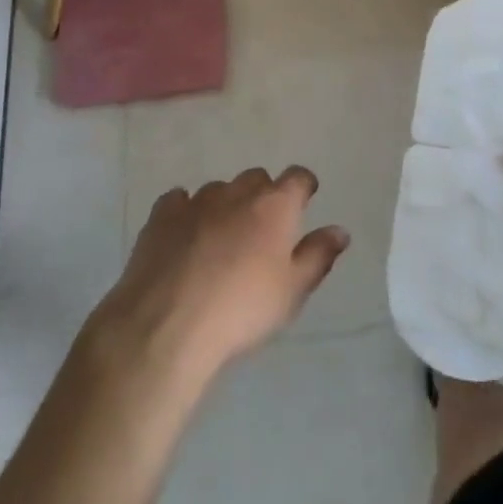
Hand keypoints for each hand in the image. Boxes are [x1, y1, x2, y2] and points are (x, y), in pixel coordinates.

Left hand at [86, 167, 350, 386]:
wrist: (168, 325)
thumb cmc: (242, 310)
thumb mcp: (292, 292)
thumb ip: (318, 256)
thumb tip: (340, 230)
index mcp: (274, 206)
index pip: (297, 177)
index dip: (303, 186)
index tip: (305, 200)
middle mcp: (237, 192)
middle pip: (257, 179)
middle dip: (263, 196)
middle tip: (262, 229)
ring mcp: (197, 200)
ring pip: (219, 189)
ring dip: (225, 205)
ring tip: (221, 238)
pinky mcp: (162, 215)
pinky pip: (179, 200)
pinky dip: (186, 211)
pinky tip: (184, 235)